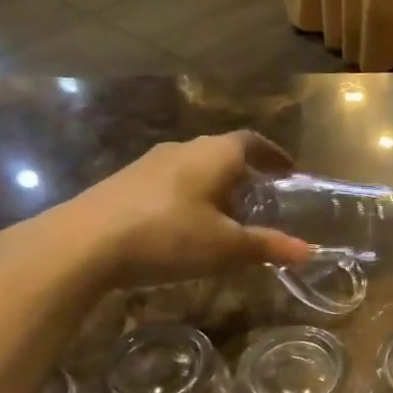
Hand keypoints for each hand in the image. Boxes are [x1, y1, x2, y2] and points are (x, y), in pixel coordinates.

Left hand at [0, 132, 312, 293]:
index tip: (288, 170)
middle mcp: (183, 149)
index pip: (252, 141)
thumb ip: (267, 246)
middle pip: (222, 152)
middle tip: (261, 197)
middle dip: (245, 172)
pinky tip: (184, 225)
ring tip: (225, 214)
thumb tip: (310, 251)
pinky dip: (187, 196)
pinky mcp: (123, 183)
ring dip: (214, 185)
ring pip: (193, 167)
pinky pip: (169, 182)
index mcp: (214, 155)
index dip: (273, 154)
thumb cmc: (168, 235)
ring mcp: (148, 163)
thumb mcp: (225, 247)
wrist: (82, 243)